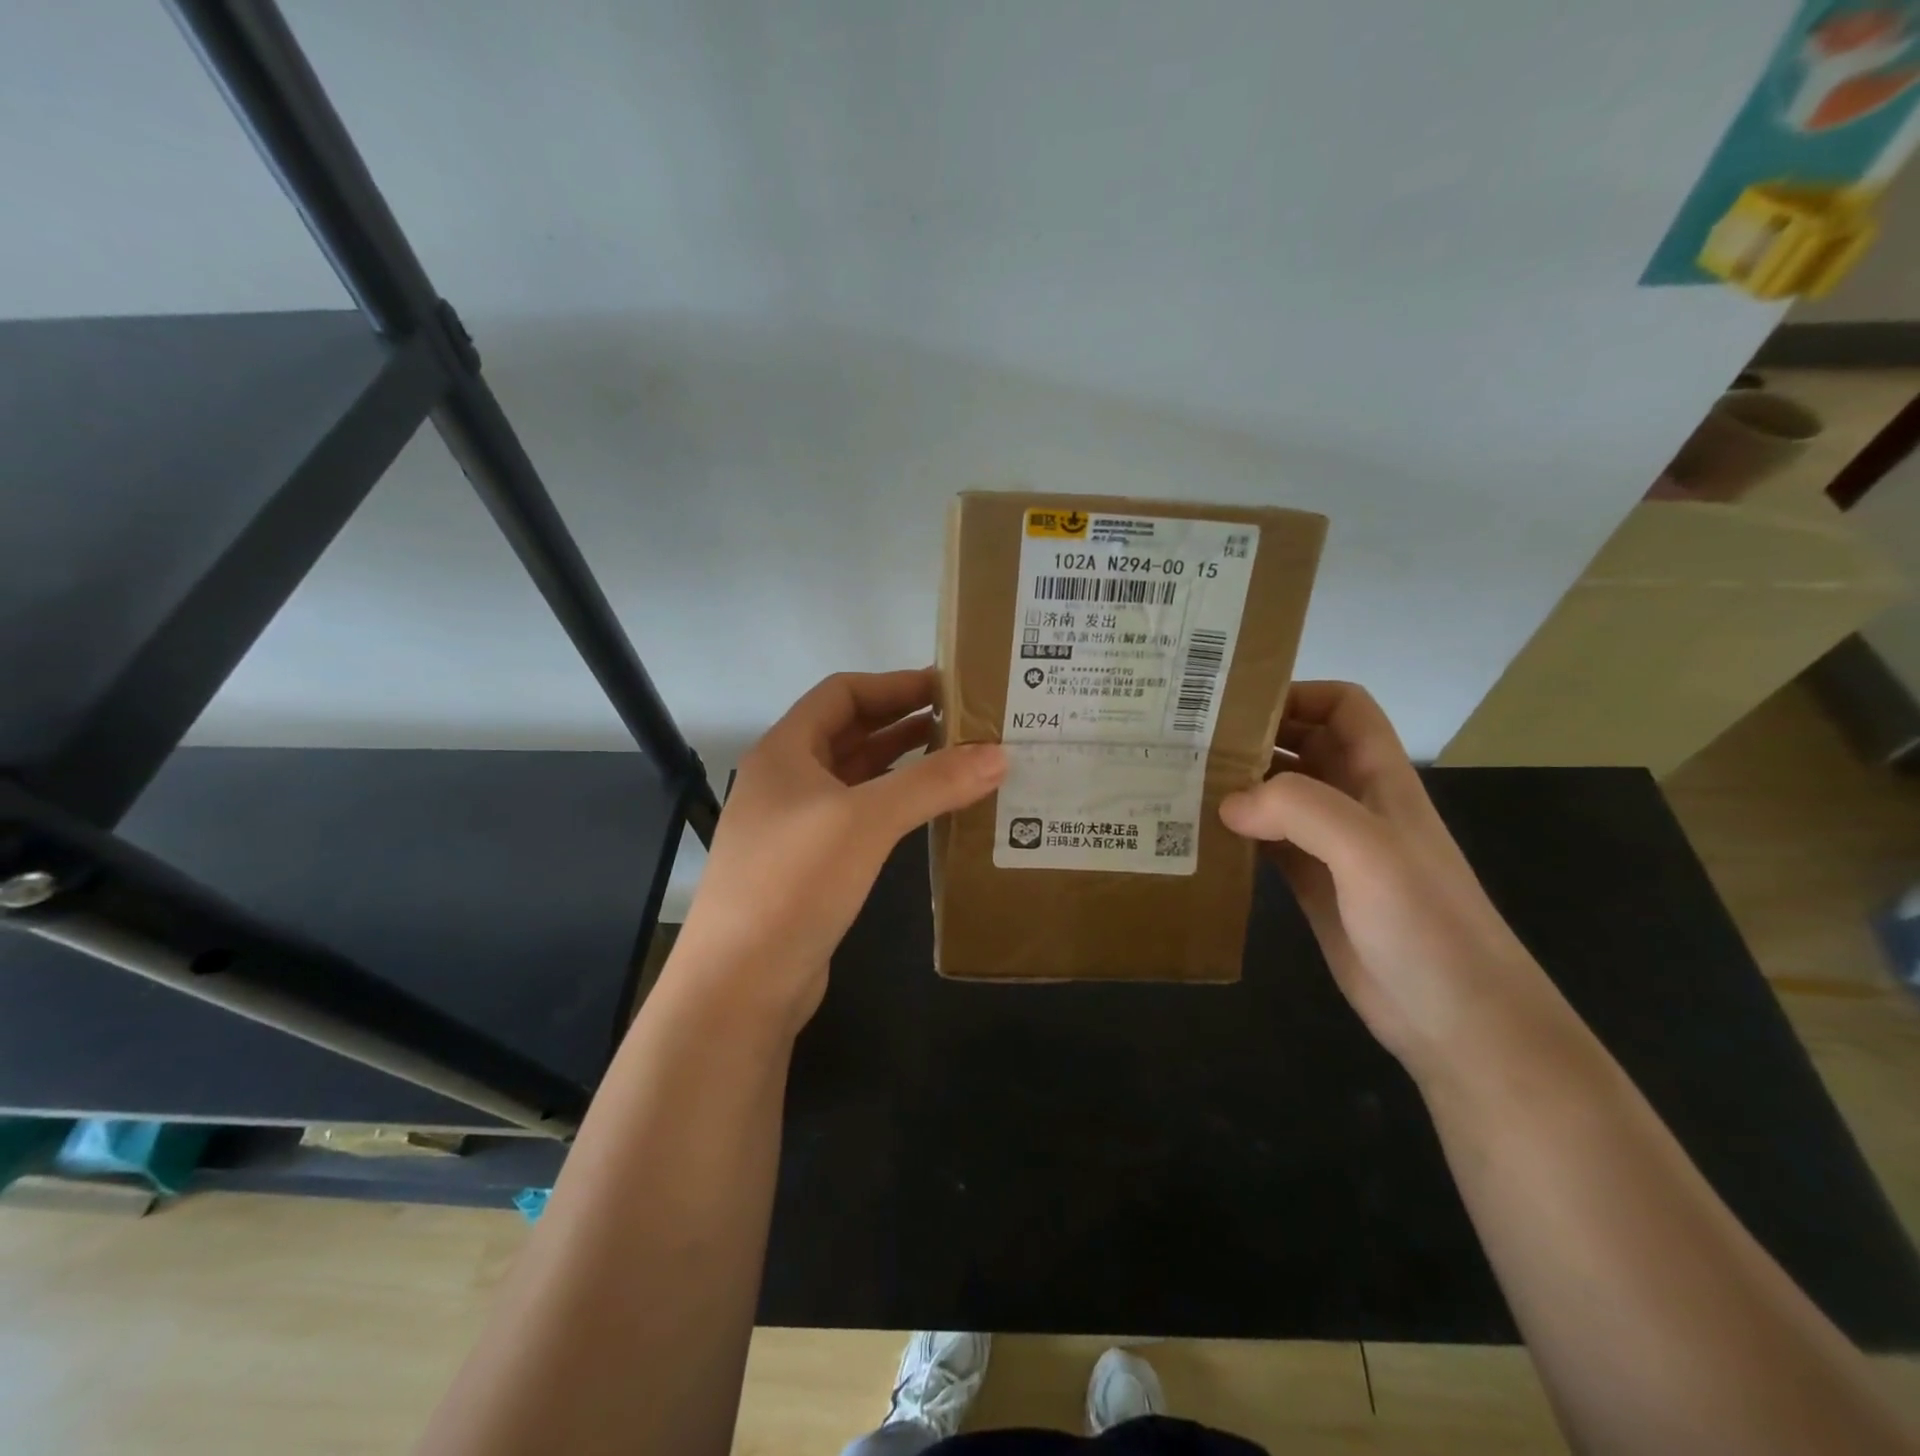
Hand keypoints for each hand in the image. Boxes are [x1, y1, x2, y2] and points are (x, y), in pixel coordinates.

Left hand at [673, 669, 1005, 1030]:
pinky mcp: (811, 866)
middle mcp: (787, 780)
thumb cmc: (794, 883)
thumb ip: (933, 783)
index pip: (843, 693)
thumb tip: (1000, 754)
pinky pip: (860, 817)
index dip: (895, 684)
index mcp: (786, 751)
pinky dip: (895, 806)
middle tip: (967, 723)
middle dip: (905, 722)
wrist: (741, 985)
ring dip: (904, 764)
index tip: (950, 686)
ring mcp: (796, 825)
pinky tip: (930, 813)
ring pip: (857, 777)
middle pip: (851, 732)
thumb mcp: (866, 821)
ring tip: (961, 760)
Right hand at [1218, 682, 1563, 1080]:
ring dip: (1236, 784)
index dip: (1297, 694)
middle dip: (1251, 735)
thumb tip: (1228, 802)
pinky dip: (1234, 832)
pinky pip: (1265, 841)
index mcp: (1378, 777)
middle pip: (1301, 744)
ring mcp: (1331, 847)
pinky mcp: (1311, 885)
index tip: (1234, 704)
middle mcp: (1353, 802)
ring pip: (1277, 794)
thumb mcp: (1370, 851)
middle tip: (1186, 739)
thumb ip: (1300, 810)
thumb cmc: (1427, 925)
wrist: (1459, 1022)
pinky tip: (1199, 836)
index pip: (1343, 707)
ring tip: (1179, 781)